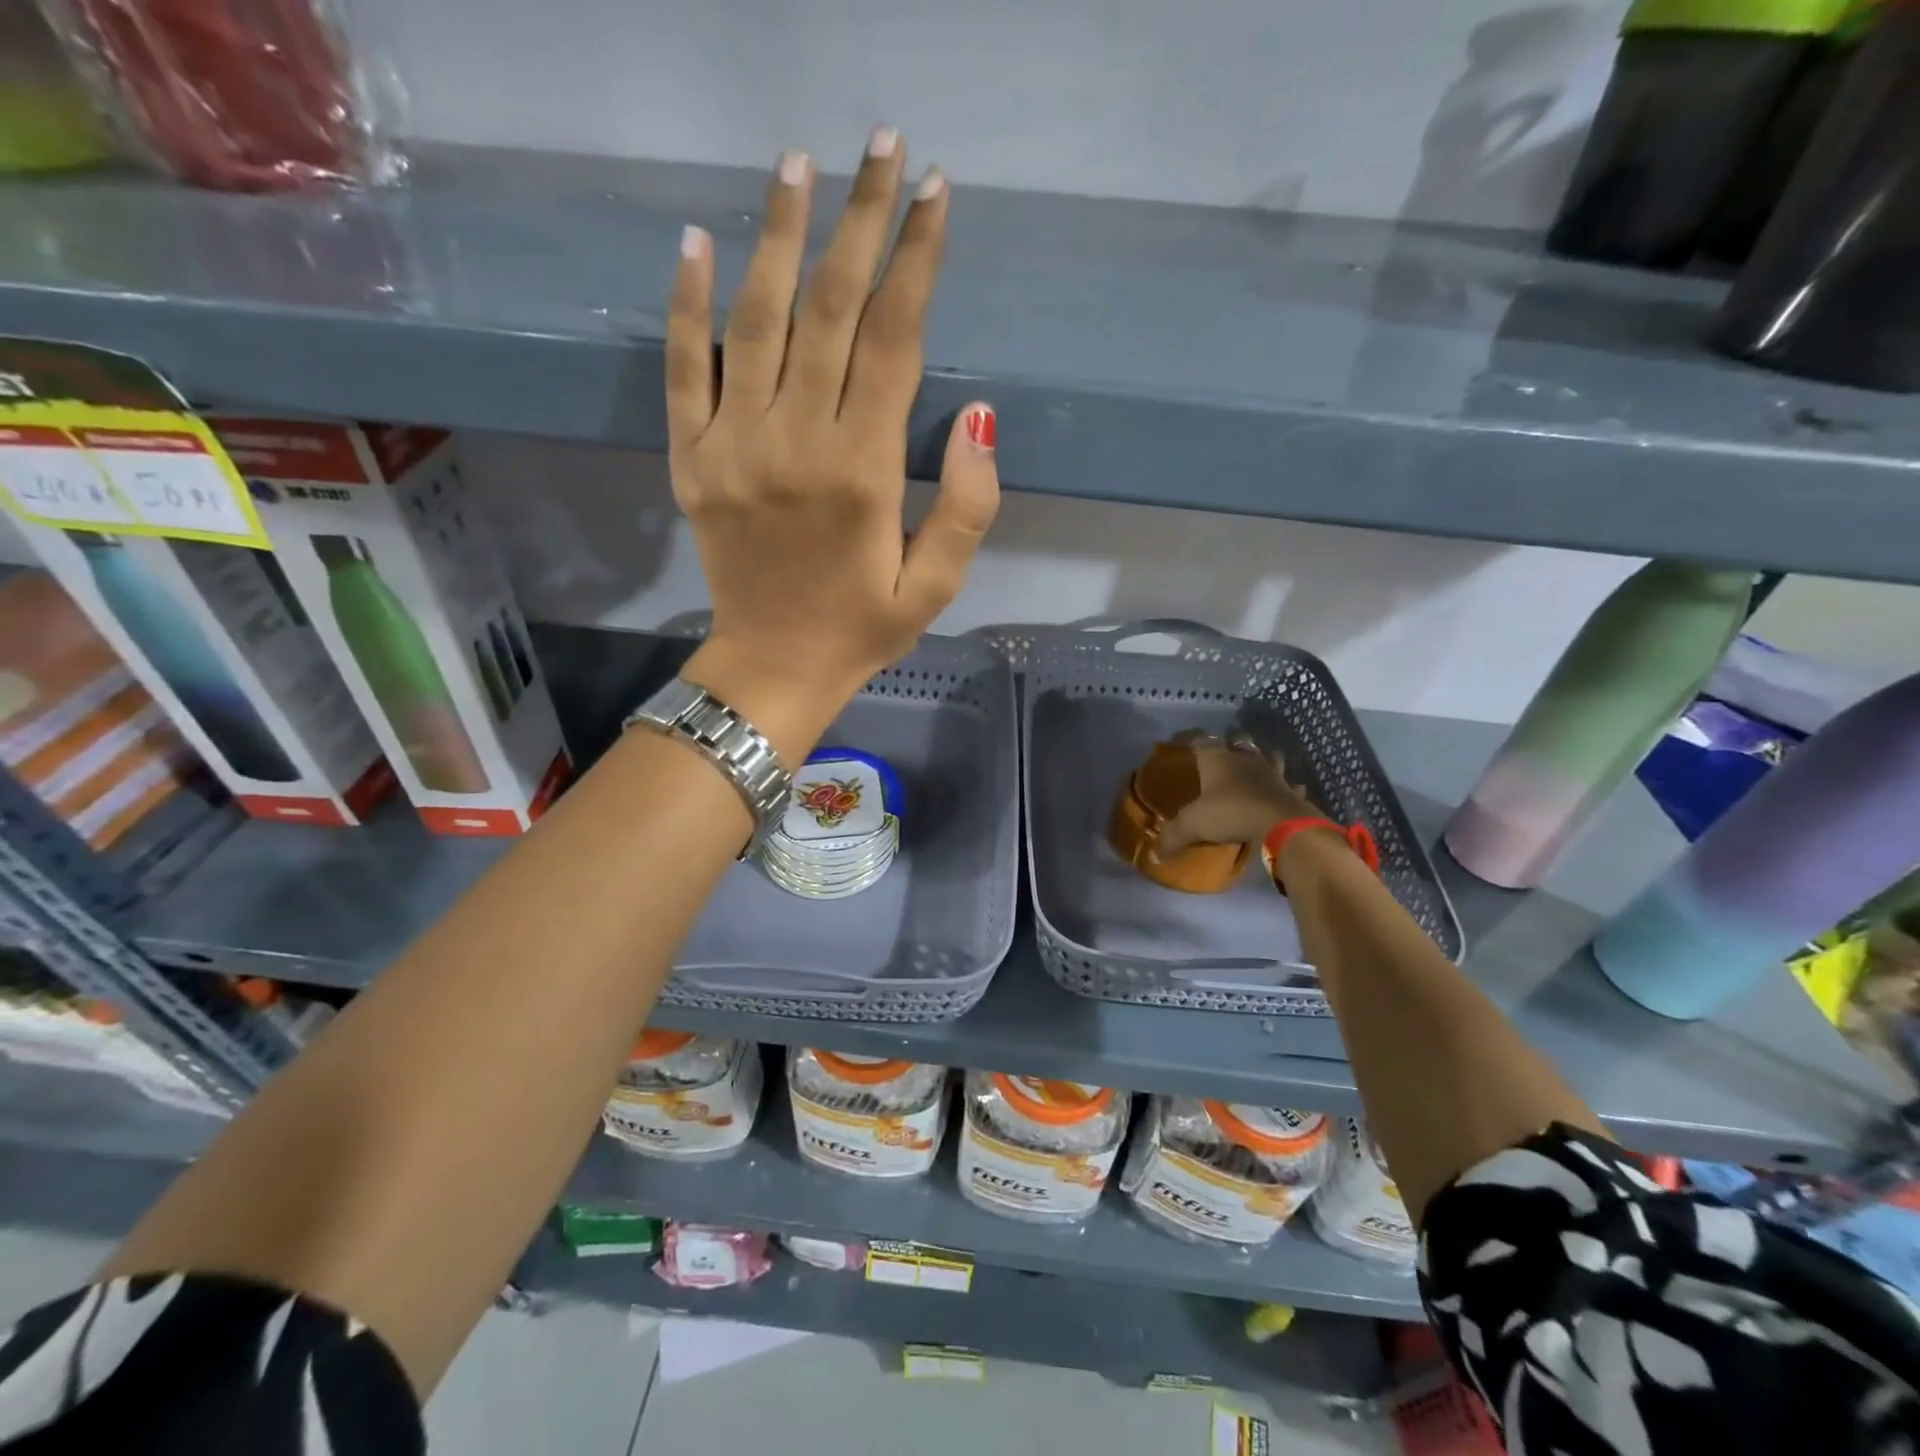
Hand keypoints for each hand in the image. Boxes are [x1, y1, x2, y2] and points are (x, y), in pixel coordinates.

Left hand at [666, 129, 1000, 730]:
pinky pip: (685, 368)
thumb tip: (981, 416)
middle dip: (861, 222)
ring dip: (778, 234)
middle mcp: (797, 441)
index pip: (894, 340)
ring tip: (798, 165)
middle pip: (830, 309)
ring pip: (757, 320)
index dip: (918, 261)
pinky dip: (688, 303)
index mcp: (864, 471)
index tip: (936, 194)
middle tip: (881, 145)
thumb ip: (968, 506)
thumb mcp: (936, 586)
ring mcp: (734, 445)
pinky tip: (698, 240)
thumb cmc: (862, 628)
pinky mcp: (691, 459)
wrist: (773, 667)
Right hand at [1153, 734, 1322, 856]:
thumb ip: (1172, 837)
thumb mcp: (1192, 825)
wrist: (1282, 824)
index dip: (1193, 740)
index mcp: (1218, 759)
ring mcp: (1273, 774)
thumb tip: (1154, 856)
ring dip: (1263, 761)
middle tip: (1224, 756)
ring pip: (1269, 757)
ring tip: (1255, 770)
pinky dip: (1287, 789)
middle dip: (1232, 745)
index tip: (1188, 745)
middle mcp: (1246, 759)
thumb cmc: (1231, 813)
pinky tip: (1284, 794)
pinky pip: (1290, 786)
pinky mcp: (1292, 792)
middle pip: (1239, 741)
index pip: (1202, 740)